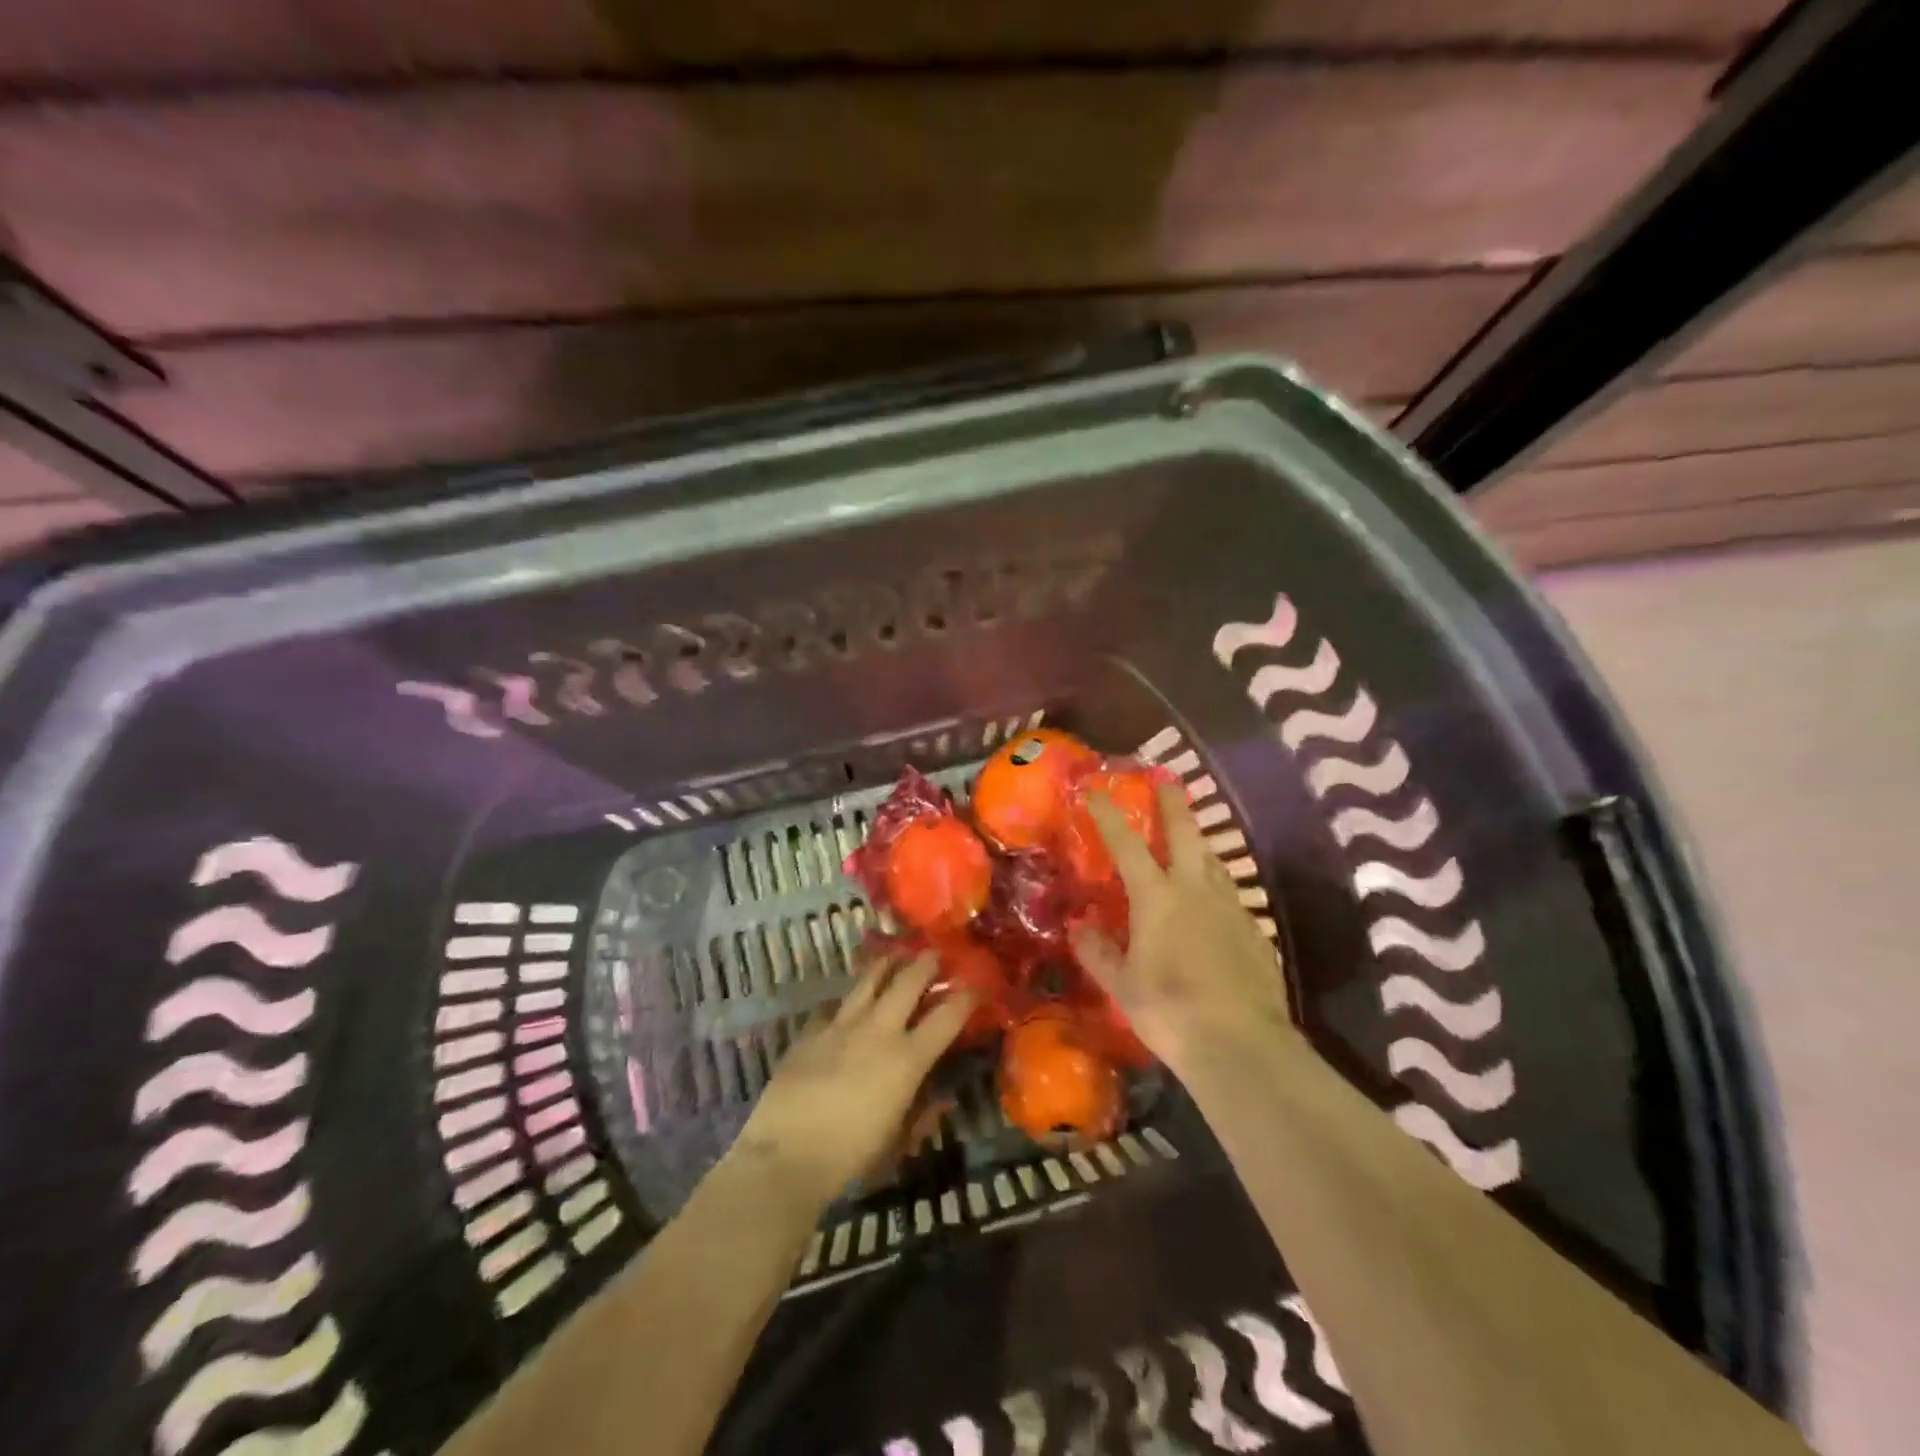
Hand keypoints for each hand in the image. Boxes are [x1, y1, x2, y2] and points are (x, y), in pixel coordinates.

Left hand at [729, 951, 973, 1211]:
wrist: (786, 1155)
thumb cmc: (850, 1156)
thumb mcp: (897, 1140)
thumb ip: (922, 1115)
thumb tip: (942, 1100)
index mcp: (907, 1059)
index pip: (948, 1016)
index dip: (966, 996)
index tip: (977, 984)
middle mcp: (878, 1030)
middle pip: (908, 981)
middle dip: (926, 962)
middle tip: (934, 952)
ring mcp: (841, 1025)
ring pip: (869, 980)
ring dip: (886, 965)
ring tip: (894, 957)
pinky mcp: (810, 1031)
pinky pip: (833, 1007)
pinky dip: (845, 1003)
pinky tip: (844, 1007)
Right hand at [1071, 782, 1297, 1078]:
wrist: (1241, 1045)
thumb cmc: (1170, 1011)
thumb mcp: (1122, 985)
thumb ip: (1098, 951)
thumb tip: (1078, 926)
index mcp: (1156, 898)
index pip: (1126, 844)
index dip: (1108, 814)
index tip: (1095, 788)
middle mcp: (1195, 890)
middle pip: (1184, 833)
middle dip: (1172, 803)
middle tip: (1166, 779)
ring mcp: (1230, 907)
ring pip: (1213, 860)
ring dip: (1198, 842)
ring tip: (1189, 838)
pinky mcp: (1253, 929)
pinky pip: (1230, 893)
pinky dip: (1215, 883)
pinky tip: (1212, 900)